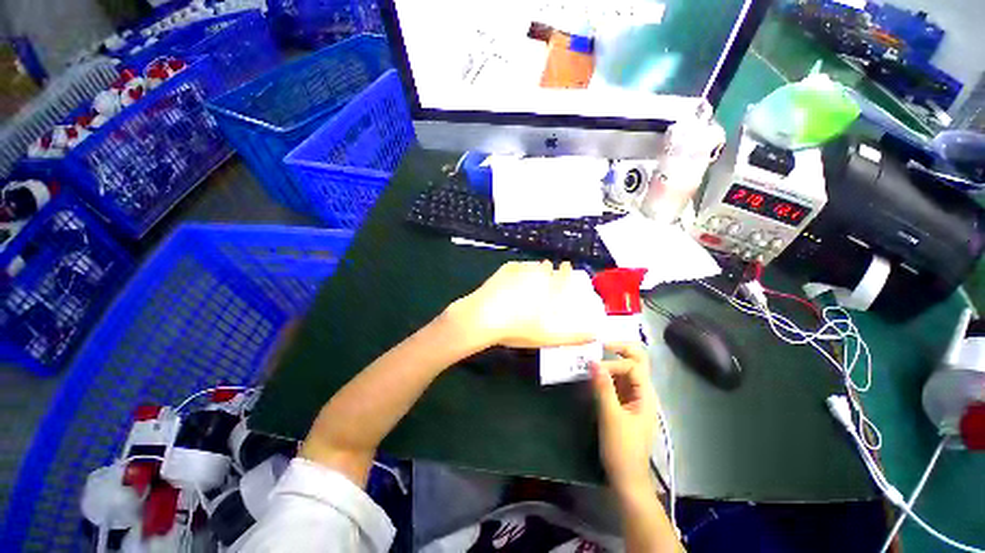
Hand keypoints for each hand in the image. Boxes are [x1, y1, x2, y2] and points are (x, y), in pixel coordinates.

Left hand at [446, 260, 605, 348]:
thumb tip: (596, 335)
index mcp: (549, 287)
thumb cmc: (518, 327)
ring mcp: (519, 270)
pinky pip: (516, 266)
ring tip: (529, 280)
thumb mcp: (548, 337)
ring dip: (533, 270)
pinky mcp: (504, 270)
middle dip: (549, 272)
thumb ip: (574, 336)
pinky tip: (514, 279)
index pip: (564, 273)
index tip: (566, 269)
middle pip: (547, 267)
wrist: (483, 318)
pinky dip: (518, 270)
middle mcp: (537, 274)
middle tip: (545, 281)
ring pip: (531, 265)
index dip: (567, 270)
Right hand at [591, 343, 657, 495]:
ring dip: (611, 359)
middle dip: (620, 348)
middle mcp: (642, 391)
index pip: (632, 366)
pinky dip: (606, 372)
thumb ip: (603, 388)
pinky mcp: (623, 402)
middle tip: (599, 344)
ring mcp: (633, 396)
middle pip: (637, 360)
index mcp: (645, 394)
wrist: (627, 477)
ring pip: (626, 369)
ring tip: (592, 356)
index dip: (612, 364)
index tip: (593, 369)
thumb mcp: (611, 417)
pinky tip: (593, 373)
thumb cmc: (622, 448)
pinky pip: (616, 380)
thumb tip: (593, 362)